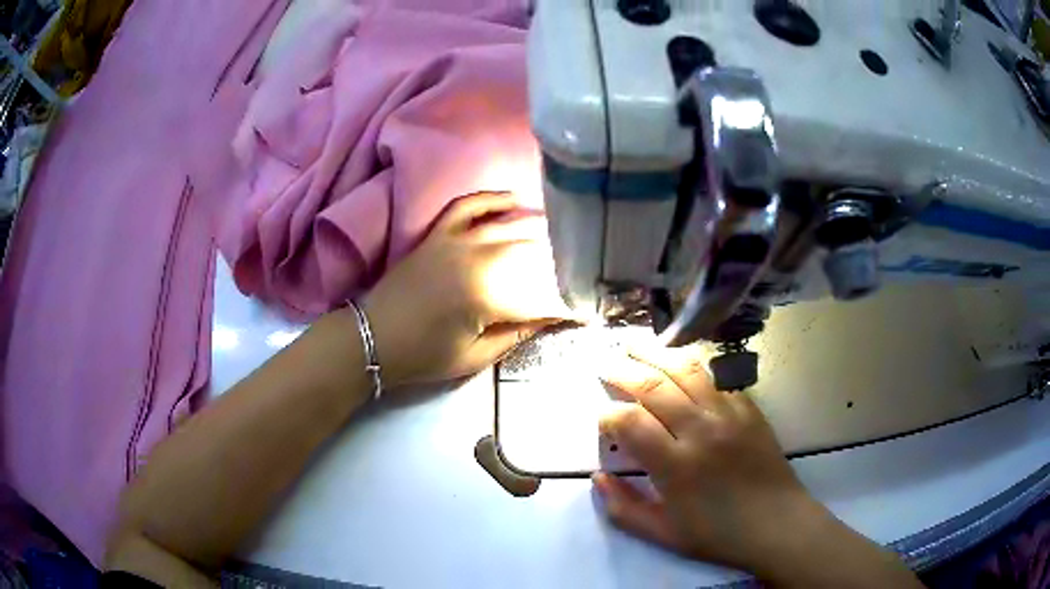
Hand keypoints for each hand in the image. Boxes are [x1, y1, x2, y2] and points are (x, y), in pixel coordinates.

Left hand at [363, 191, 575, 386]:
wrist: (373, 338)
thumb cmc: (424, 355)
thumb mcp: (475, 356)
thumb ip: (517, 333)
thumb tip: (550, 317)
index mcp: (488, 296)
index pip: (542, 297)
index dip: (567, 306)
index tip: (586, 313)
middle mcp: (477, 259)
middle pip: (531, 254)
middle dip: (559, 264)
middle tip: (579, 271)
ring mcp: (456, 240)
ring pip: (507, 226)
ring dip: (537, 227)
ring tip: (561, 233)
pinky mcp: (439, 233)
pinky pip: (468, 205)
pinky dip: (491, 199)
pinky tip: (513, 198)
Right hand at [594, 346, 822, 572]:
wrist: (777, 524)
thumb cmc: (718, 535)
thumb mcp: (663, 535)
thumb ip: (623, 508)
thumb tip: (597, 478)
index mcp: (675, 466)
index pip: (629, 423)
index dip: (608, 415)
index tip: (602, 419)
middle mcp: (700, 431)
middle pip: (654, 386)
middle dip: (623, 370)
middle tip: (605, 362)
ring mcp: (728, 415)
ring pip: (686, 370)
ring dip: (656, 354)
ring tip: (635, 345)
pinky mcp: (749, 408)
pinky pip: (717, 377)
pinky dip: (693, 364)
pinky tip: (680, 360)